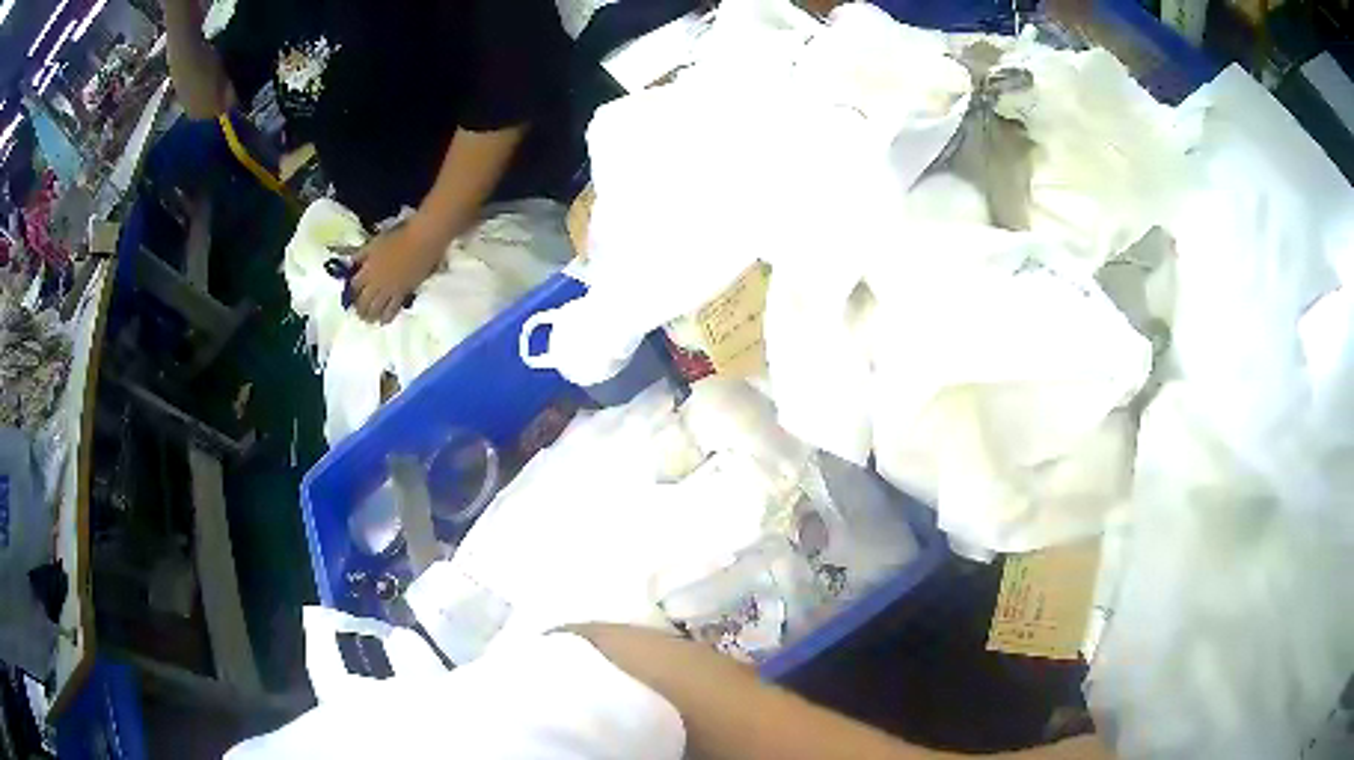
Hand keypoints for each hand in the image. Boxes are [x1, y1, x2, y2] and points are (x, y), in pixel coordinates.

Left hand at [351, 220, 444, 323]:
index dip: (351, 292)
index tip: (350, 295)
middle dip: (359, 309)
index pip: (354, 286)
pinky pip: (393, 309)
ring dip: (370, 316)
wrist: (422, 241)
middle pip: (363, 302)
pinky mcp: (403, 294)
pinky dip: (387, 317)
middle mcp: (376, 283)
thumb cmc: (399, 237)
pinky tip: (384, 321)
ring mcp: (390, 290)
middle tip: (359, 312)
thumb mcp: (376, 243)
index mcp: (368, 269)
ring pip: (376, 309)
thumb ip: (363, 255)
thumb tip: (352, 262)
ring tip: (369, 319)